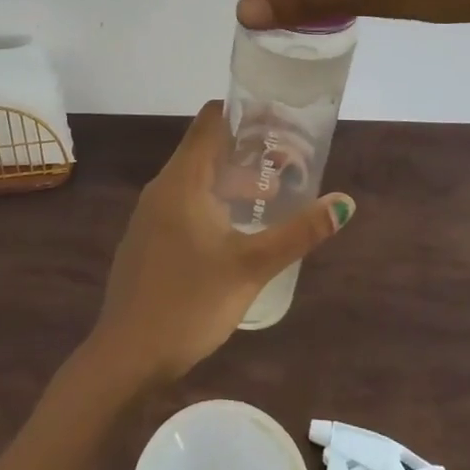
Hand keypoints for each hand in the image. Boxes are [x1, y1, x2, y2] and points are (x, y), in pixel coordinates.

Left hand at [90, 102, 354, 383]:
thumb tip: (344, 203)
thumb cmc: (189, 303)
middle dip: (248, 150)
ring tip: (273, 196)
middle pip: (207, 148)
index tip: (281, 121)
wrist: (126, 356)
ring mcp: (151, 215)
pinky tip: (238, 230)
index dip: (245, 113)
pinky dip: (215, 202)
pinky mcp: (148, 239)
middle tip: (290, 161)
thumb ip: (298, 233)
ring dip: (233, 180)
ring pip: (197, 179)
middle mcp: (163, 187)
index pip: (211, 121)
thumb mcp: (251, 267)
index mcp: (183, 180)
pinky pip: (185, 204)